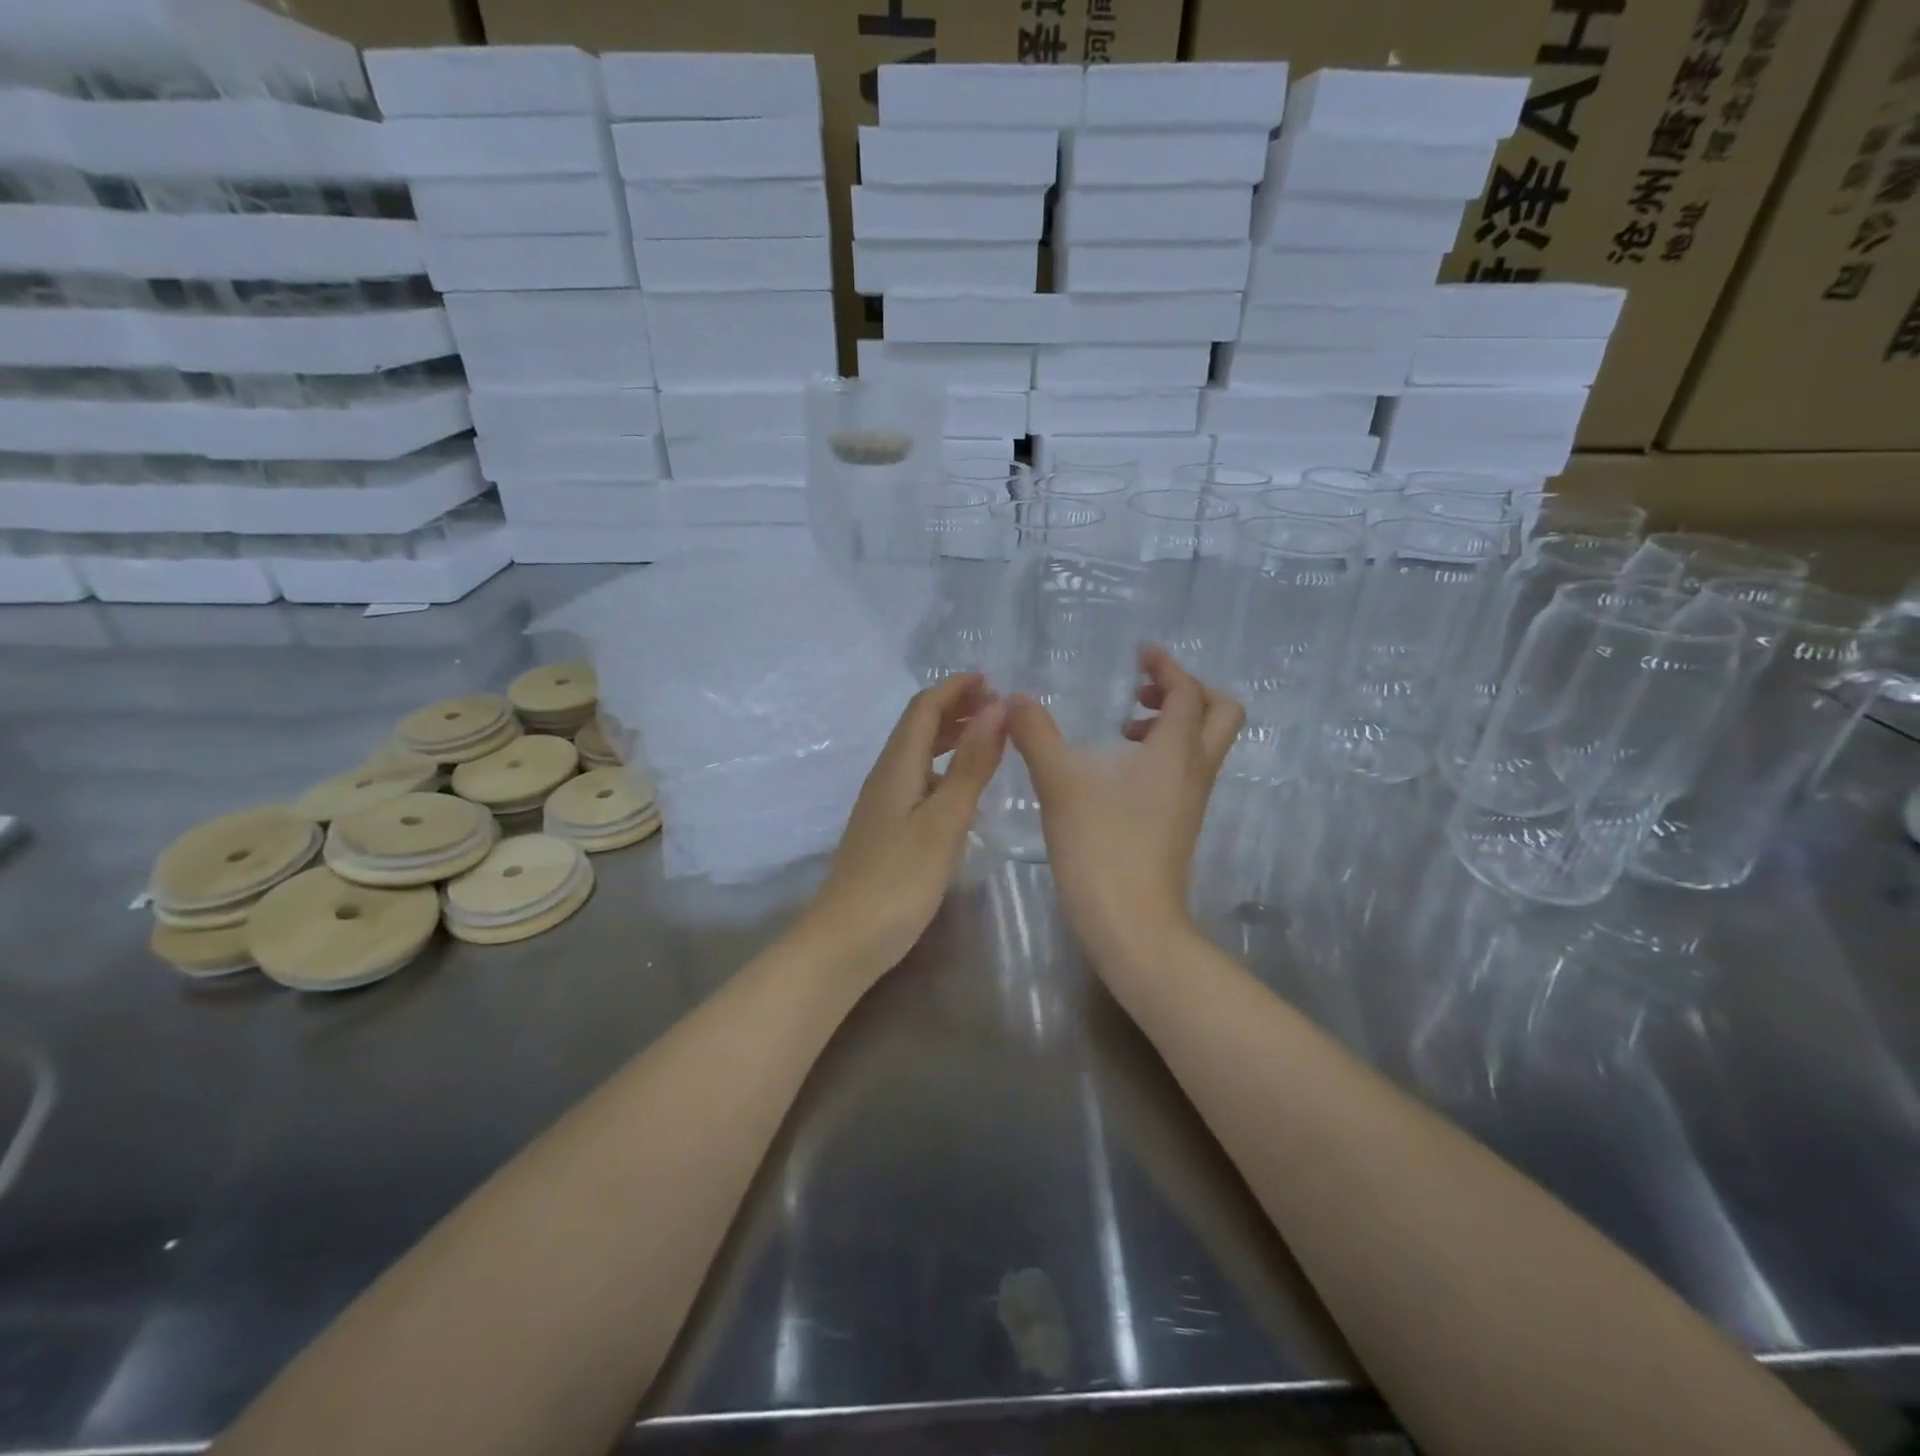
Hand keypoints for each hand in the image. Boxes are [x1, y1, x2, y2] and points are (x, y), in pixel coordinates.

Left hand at [802, 673, 1006, 976]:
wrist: (845, 940)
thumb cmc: (899, 880)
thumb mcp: (944, 820)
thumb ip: (970, 765)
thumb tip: (996, 709)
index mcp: (897, 767)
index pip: (923, 709)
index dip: (954, 688)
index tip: (991, 679)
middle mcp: (885, 777)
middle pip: (917, 727)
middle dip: (954, 707)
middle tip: (997, 706)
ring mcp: (882, 805)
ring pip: (917, 754)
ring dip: (949, 736)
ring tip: (987, 737)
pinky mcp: (886, 829)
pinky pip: (917, 780)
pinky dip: (943, 768)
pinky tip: (962, 786)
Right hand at [1008, 646, 1242, 962]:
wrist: (1130, 922)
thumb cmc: (1100, 844)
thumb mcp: (1060, 782)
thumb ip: (1036, 734)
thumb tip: (1016, 699)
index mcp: (1176, 750)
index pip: (1187, 691)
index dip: (1167, 666)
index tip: (1140, 653)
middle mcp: (1195, 770)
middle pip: (1220, 713)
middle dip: (1187, 692)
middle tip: (1141, 692)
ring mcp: (1192, 800)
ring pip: (1203, 744)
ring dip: (1173, 724)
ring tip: (1122, 730)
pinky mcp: (1180, 824)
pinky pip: (1186, 771)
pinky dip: (1163, 754)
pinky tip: (1117, 772)